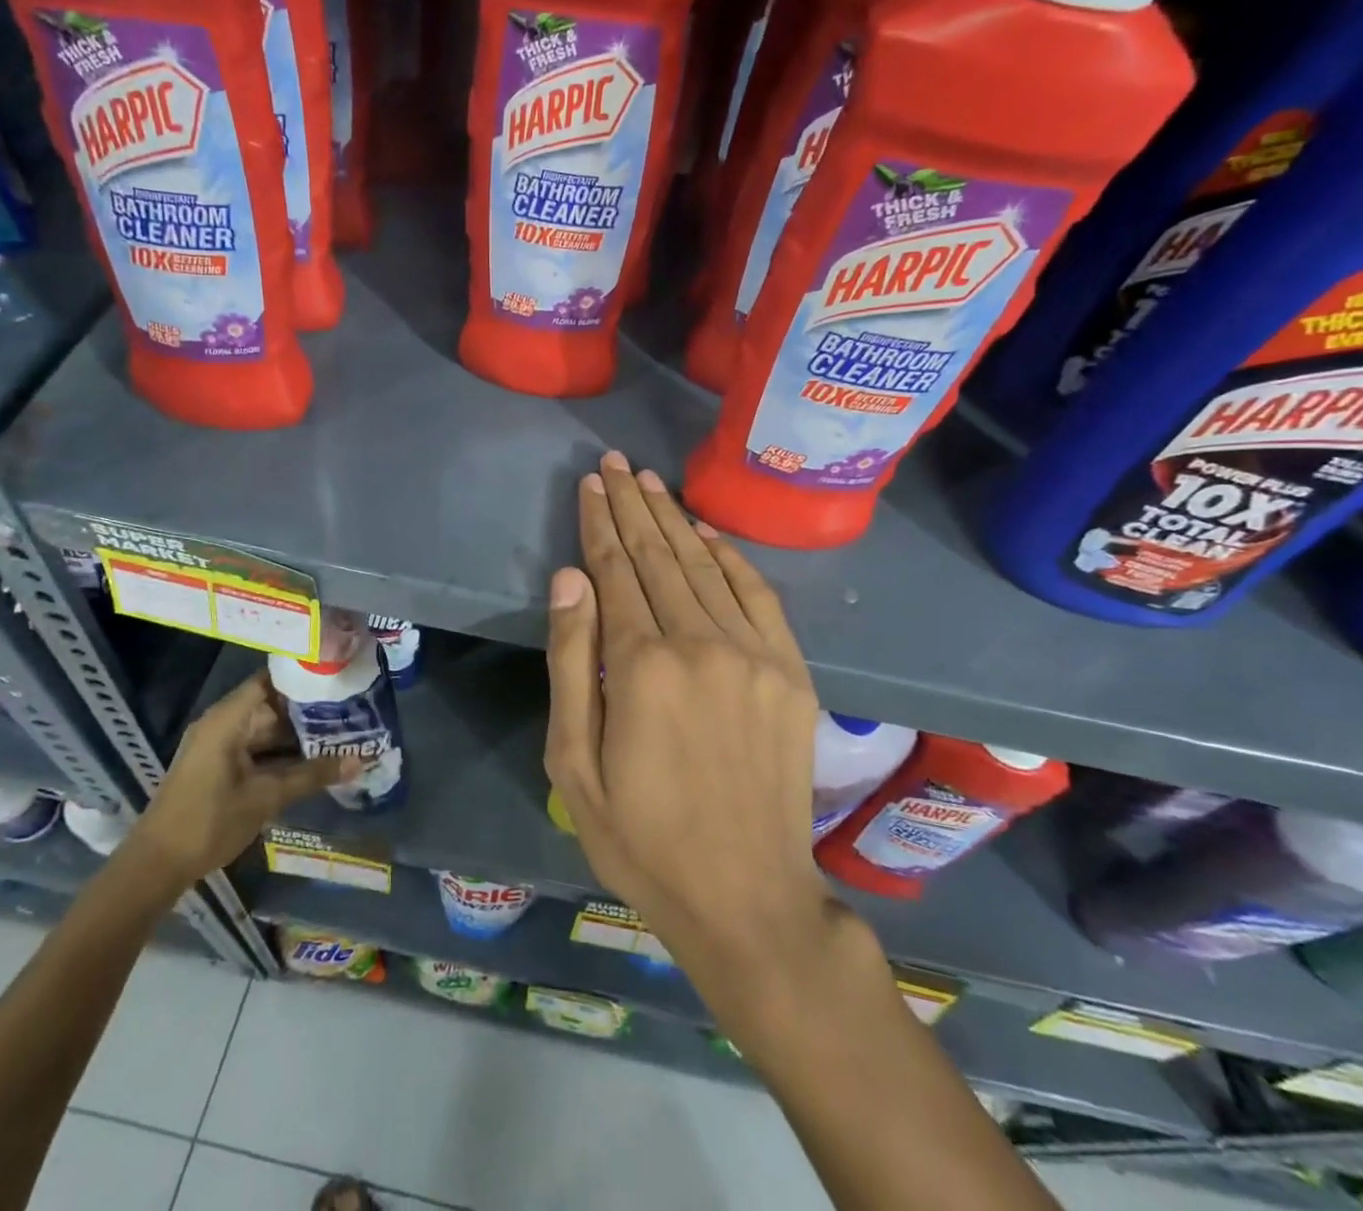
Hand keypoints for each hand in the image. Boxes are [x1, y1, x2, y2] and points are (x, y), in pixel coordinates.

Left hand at [130, 671, 356, 887]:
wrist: (156, 866)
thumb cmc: (210, 821)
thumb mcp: (267, 797)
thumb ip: (313, 775)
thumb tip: (361, 761)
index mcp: (228, 719)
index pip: (271, 680)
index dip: (303, 676)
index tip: (337, 676)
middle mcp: (222, 723)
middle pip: (271, 704)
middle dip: (308, 709)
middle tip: (350, 708)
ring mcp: (218, 746)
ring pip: (266, 729)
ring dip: (297, 734)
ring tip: (340, 731)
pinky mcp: (218, 766)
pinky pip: (256, 748)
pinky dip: (281, 752)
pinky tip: (313, 759)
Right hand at [545, 452, 837, 985]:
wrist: (748, 899)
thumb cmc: (641, 838)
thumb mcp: (574, 764)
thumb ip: (571, 663)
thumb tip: (571, 579)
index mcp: (642, 667)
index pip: (615, 572)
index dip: (600, 523)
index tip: (590, 483)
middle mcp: (701, 644)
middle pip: (658, 556)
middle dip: (632, 505)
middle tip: (616, 463)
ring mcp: (754, 655)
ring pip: (704, 566)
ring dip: (674, 519)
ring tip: (650, 481)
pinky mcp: (791, 673)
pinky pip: (757, 594)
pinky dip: (728, 556)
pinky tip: (704, 531)